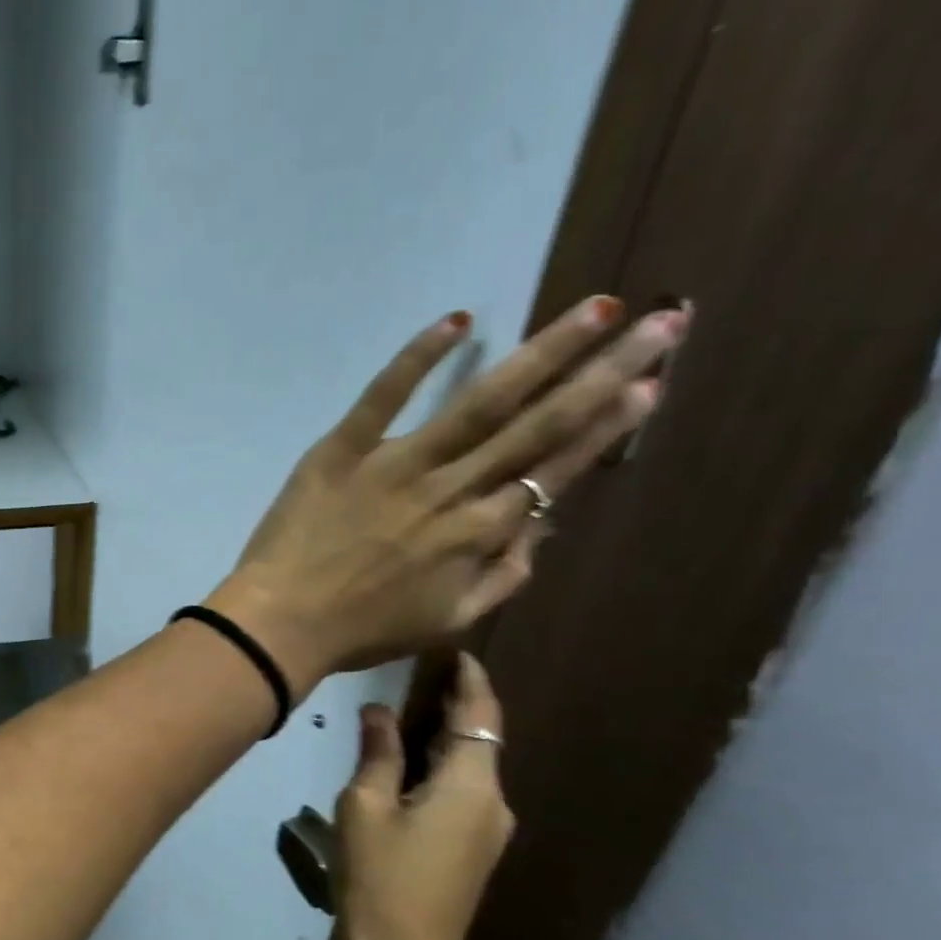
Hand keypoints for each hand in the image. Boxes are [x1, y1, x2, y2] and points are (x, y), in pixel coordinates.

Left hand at [204, 297, 684, 692]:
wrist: (279, 623)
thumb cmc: (361, 631)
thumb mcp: (447, 620)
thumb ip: (503, 575)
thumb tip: (540, 526)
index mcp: (477, 533)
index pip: (554, 470)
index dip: (605, 428)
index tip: (649, 384)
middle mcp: (449, 490)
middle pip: (536, 424)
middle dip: (603, 372)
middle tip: (661, 323)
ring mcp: (394, 465)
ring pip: (479, 402)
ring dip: (542, 353)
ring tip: (596, 308)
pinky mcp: (340, 451)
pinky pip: (382, 396)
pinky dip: (418, 357)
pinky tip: (457, 320)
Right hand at [333, 652, 511, 939]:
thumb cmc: (379, 877)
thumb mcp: (365, 806)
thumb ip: (377, 753)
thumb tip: (379, 711)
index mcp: (472, 786)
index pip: (479, 717)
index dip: (470, 682)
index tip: (456, 651)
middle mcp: (493, 803)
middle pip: (478, 740)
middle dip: (453, 706)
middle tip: (416, 672)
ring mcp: (487, 831)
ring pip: (470, 767)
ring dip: (443, 736)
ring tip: (404, 708)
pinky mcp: (472, 851)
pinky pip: (462, 792)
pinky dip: (440, 765)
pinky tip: (406, 760)